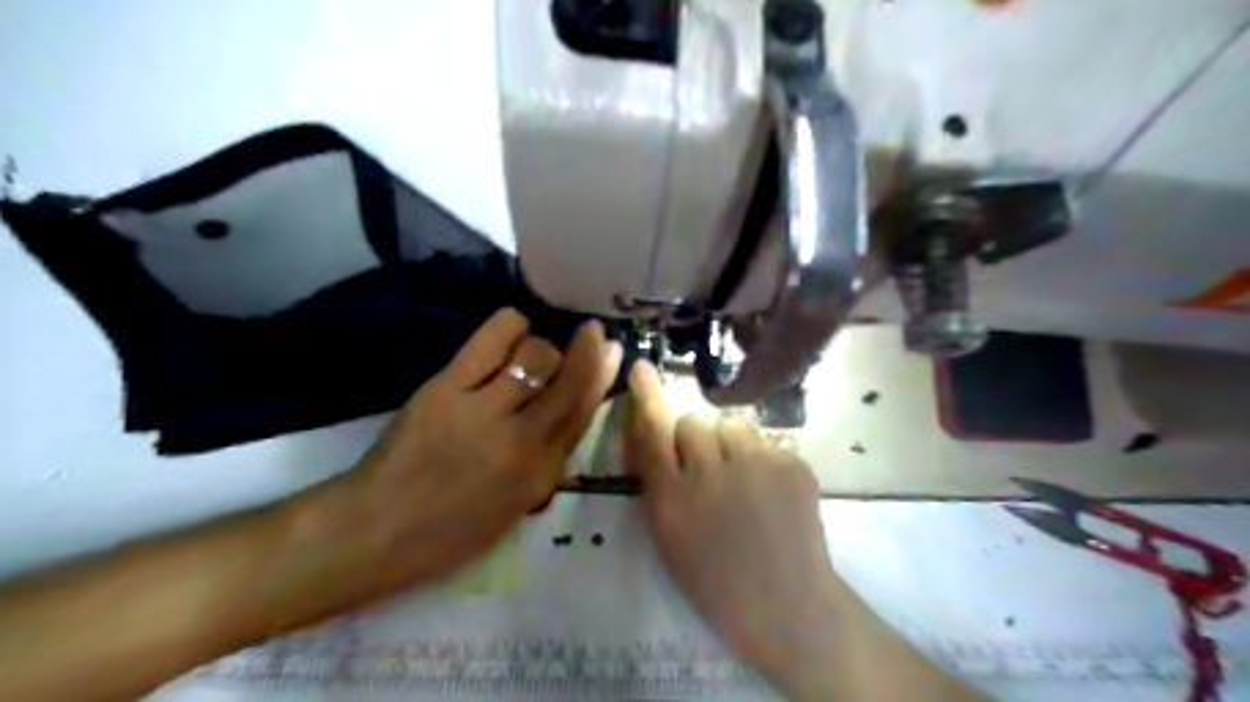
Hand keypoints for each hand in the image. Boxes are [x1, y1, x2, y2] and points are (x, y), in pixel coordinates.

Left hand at [317, 308, 619, 591]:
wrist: (378, 531)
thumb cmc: (452, 529)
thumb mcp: (517, 504)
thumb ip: (548, 457)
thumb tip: (567, 408)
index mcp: (541, 473)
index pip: (584, 413)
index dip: (602, 375)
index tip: (613, 349)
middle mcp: (522, 440)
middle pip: (570, 380)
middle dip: (588, 350)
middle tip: (590, 333)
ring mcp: (483, 411)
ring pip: (536, 355)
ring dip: (541, 346)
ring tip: (528, 350)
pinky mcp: (446, 388)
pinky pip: (493, 339)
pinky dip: (511, 326)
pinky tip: (511, 330)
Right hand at [626, 361, 838, 673]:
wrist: (789, 607)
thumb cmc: (717, 583)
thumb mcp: (670, 539)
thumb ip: (660, 486)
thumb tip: (659, 441)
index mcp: (673, 501)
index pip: (652, 434)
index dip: (647, 398)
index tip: (643, 368)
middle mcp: (710, 475)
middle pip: (692, 423)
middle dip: (695, 439)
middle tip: (709, 469)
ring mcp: (756, 466)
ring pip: (732, 426)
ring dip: (731, 445)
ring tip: (745, 480)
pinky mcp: (792, 465)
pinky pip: (766, 443)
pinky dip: (764, 461)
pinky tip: (772, 494)